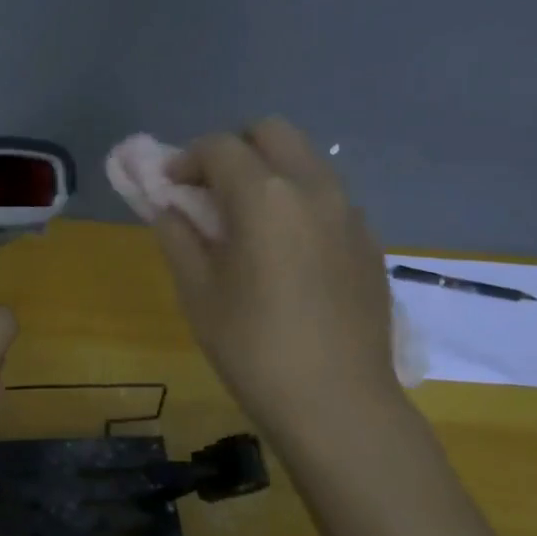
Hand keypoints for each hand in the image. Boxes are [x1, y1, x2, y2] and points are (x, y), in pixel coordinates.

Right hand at [153, 118, 402, 446]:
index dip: (185, 160)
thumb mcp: (197, 291)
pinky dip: (298, 200)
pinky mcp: (368, 240)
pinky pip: (327, 196)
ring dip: (269, 171)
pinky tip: (285, 249)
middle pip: (271, 132)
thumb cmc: (253, 347)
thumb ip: (177, 236)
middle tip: (210, 190)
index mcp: (264, 196)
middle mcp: (312, 188)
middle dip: (234, 149)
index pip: (219, 147)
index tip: (168, 187)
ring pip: (305, 161)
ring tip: (247, 220)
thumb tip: (169, 208)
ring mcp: (349, 212)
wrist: (338, 403)